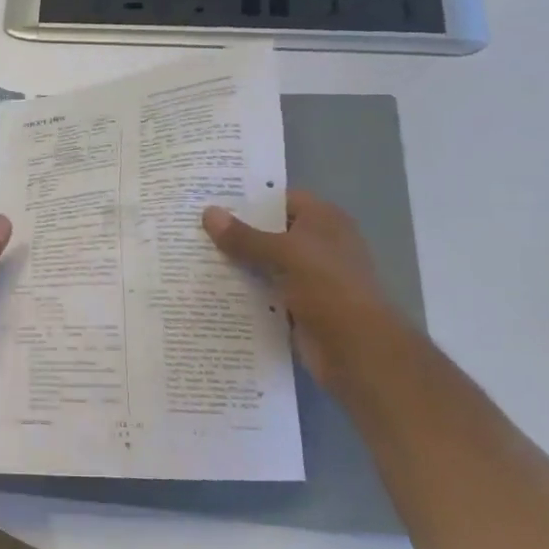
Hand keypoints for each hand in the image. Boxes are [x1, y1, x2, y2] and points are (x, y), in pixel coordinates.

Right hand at [202, 191, 402, 385]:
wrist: (356, 349)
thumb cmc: (328, 288)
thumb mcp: (284, 254)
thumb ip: (244, 236)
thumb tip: (208, 213)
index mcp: (323, 221)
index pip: (280, 200)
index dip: (247, 199)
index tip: (209, 200)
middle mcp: (317, 245)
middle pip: (269, 232)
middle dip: (234, 232)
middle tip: (192, 228)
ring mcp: (308, 278)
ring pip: (263, 264)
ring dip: (235, 263)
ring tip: (191, 256)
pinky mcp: (297, 306)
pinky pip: (263, 292)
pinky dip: (242, 291)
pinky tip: (209, 288)